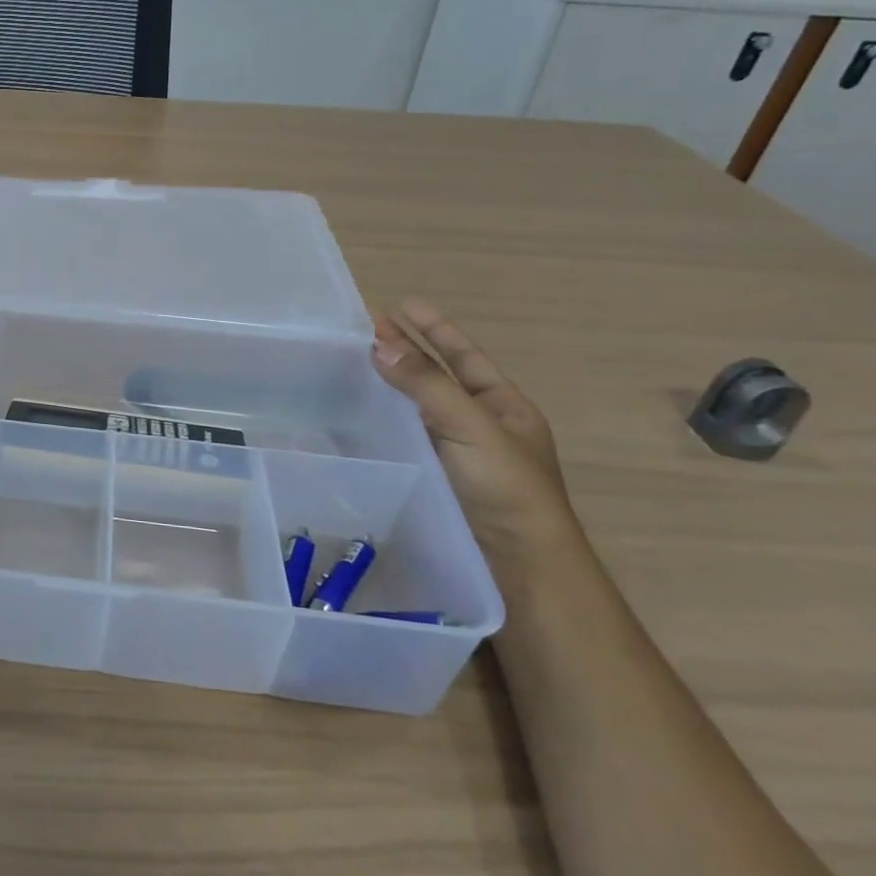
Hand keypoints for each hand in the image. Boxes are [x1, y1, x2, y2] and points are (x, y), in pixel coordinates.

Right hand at [371, 300, 583, 575]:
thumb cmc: (507, 491)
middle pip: (439, 377)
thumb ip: (427, 385)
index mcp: (504, 407)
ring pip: (419, 408)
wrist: (522, 571)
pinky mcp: (436, 481)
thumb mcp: (472, 428)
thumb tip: (379, 344)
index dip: (433, 328)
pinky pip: (406, 438)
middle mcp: (481, 426)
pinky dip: (383, 420)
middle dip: (406, 350)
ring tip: (354, 363)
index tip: (399, 304)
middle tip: (365, 328)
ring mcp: (458, 455)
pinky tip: (357, 416)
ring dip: (391, 384)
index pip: (463, 356)